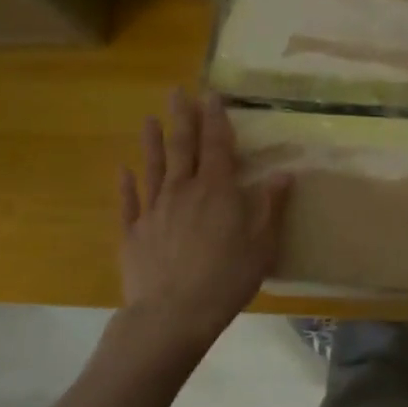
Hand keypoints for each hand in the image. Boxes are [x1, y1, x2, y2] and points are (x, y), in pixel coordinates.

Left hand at [118, 90, 290, 341]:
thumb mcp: (263, 244)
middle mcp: (182, 191)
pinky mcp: (133, 233)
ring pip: (153, 167)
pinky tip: (123, 170)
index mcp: (216, 190)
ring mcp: (153, 210)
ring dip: (152, 141)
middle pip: (182, 147)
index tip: (212, 95)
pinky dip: (126, 184)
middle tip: (177, 92)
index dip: (216, 119)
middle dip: (182, 118)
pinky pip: (129, 202)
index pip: (217, 145)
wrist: (173, 314)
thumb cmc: (227, 278)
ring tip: (150, 119)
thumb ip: (271, 206)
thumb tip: (285, 173)